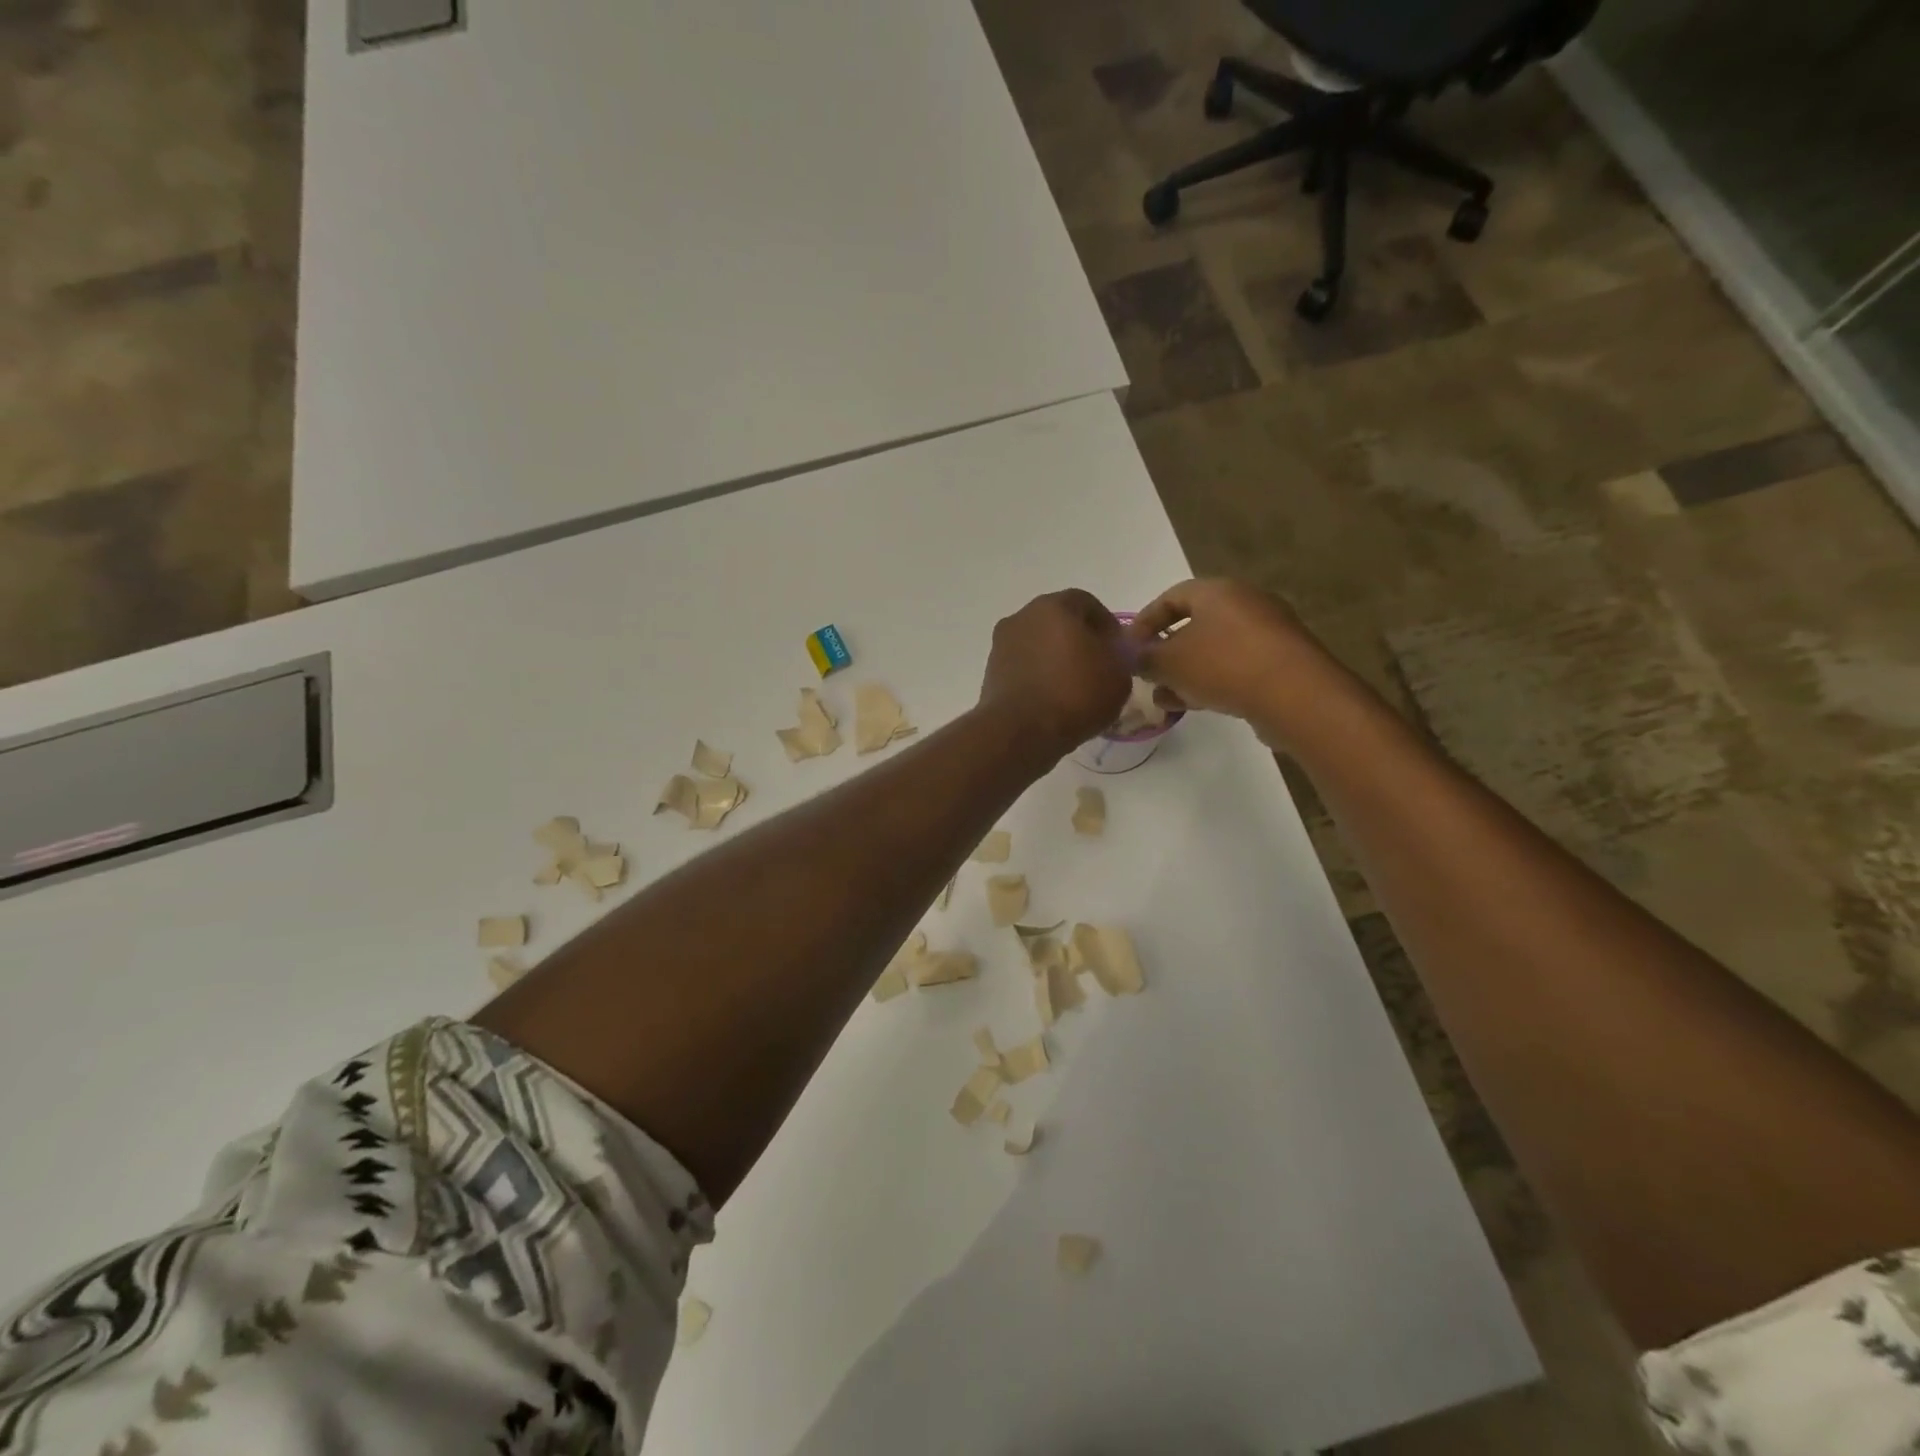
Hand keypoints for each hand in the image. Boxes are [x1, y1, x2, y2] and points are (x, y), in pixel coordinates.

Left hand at [979, 589, 1131, 756]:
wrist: (1020, 731)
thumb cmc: (1074, 694)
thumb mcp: (1118, 676)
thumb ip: (1120, 657)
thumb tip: (1113, 654)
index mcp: (1053, 606)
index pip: (1087, 603)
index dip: (1107, 625)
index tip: (1118, 650)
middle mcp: (1022, 617)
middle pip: (1058, 623)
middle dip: (1079, 641)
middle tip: (1098, 667)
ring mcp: (1001, 645)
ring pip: (1038, 646)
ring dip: (1056, 660)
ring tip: (1075, 688)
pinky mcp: (991, 673)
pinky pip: (1024, 669)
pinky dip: (1038, 678)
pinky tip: (1053, 701)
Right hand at [1127, 579, 1329, 732]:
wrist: (1296, 695)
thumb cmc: (1224, 665)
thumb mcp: (1169, 663)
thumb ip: (1144, 658)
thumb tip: (1132, 657)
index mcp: (1217, 591)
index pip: (1170, 597)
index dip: (1144, 622)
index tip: (1128, 648)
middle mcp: (1245, 603)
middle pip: (1194, 624)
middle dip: (1166, 652)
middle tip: (1147, 675)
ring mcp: (1268, 633)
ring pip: (1214, 649)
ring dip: (1187, 672)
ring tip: (1166, 699)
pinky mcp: (1282, 662)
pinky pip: (1237, 666)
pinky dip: (1213, 681)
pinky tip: (1197, 705)